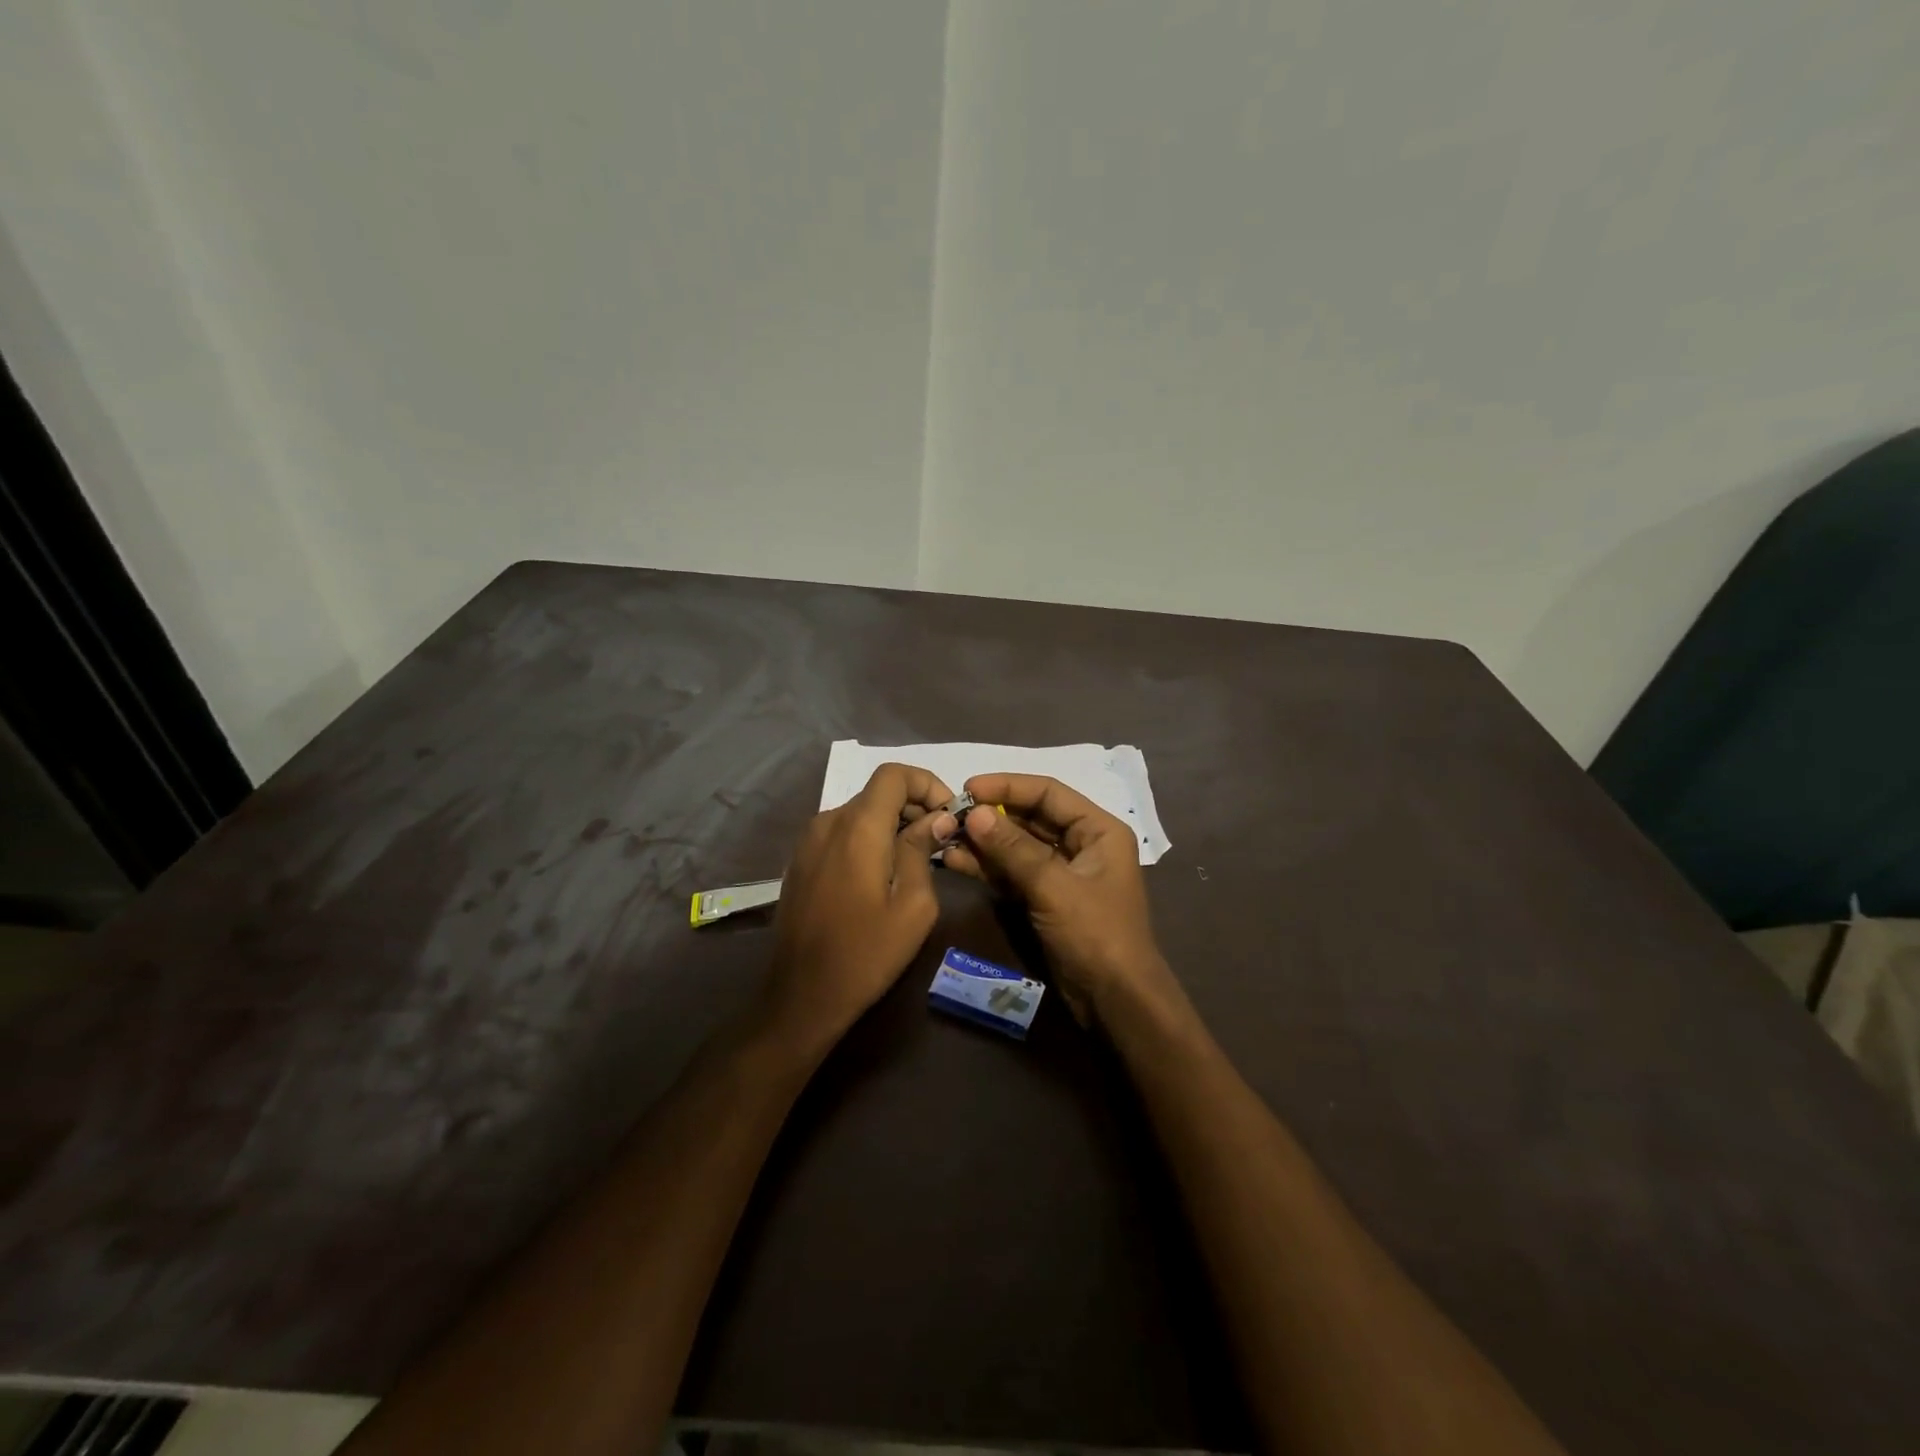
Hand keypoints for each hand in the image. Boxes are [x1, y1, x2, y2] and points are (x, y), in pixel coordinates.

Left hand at [760, 763, 956, 1051]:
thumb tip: (934, 819)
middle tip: (941, 841)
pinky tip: (883, 873)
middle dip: (914, 806)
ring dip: (892, 823)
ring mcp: (808, 841)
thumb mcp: (913, 906)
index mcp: (857, 827)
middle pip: (877, 792)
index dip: (927, 783)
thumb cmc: (866, 954)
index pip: (894, 774)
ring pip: (859, 812)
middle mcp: (828, 822)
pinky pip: (841, 833)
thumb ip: (921, 851)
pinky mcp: (800, 861)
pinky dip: (868, 838)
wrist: (801, 996)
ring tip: (917, 858)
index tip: (948, 816)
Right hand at [940, 773, 1174, 1023]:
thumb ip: (1013, 848)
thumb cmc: (1095, 934)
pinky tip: (956, 861)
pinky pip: (1013, 873)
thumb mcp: (1053, 886)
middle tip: (950, 813)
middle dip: (991, 815)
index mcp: (1098, 830)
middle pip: (1031, 817)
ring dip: (984, 842)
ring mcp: (1062, 873)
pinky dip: (987, 867)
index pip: (1048, 793)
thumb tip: (975, 813)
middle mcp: (1082, 844)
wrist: (1115, 1001)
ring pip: (1017, 846)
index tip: (968, 788)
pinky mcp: (1046, 899)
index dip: (1007, 786)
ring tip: (945, 836)